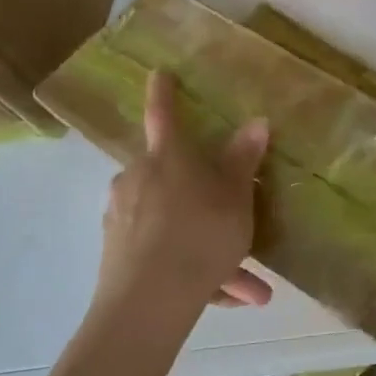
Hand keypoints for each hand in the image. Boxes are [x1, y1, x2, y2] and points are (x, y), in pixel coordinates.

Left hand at [93, 71, 271, 344]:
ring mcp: (123, 218)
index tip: (158, 72)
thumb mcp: (235, 197)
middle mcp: (138, 180)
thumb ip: (243, 160)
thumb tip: (256, 121)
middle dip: (210, 203)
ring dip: (210, 247)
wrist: (148, 303)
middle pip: (176, 179)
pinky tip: (224, 299)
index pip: (164, 115)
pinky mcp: (118, 255)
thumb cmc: (200, 234)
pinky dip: (194, 270)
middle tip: (240, 227)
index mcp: (167, 158)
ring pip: (175, 224)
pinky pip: (164, 254)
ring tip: (248, 288)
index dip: (163, 93)